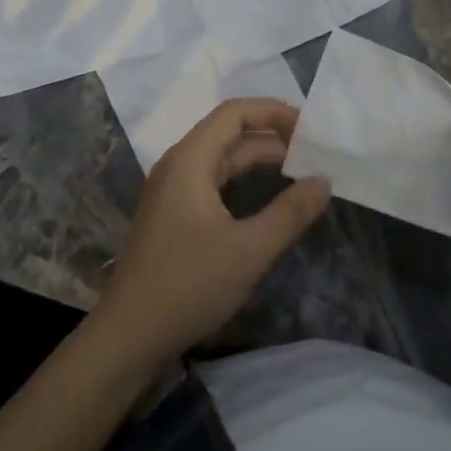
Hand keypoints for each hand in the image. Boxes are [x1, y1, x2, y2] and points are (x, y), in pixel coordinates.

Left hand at [97, 99, 330, 364]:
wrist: (126, 339)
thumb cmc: (188, 286)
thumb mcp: (249, 251)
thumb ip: (290, 213)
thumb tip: (324, 180)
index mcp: (190, 159)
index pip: (235, 112)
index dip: (273, 111)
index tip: (309, 127)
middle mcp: (179, 164)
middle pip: (229, 132)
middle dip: (272, 136)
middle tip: (313, 151)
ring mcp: (172, 189)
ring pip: (221, 158)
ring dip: (259, 159)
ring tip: (299, 170)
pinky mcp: (172, 213)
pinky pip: (213, 180)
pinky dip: (242, 179)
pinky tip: (266, 198)